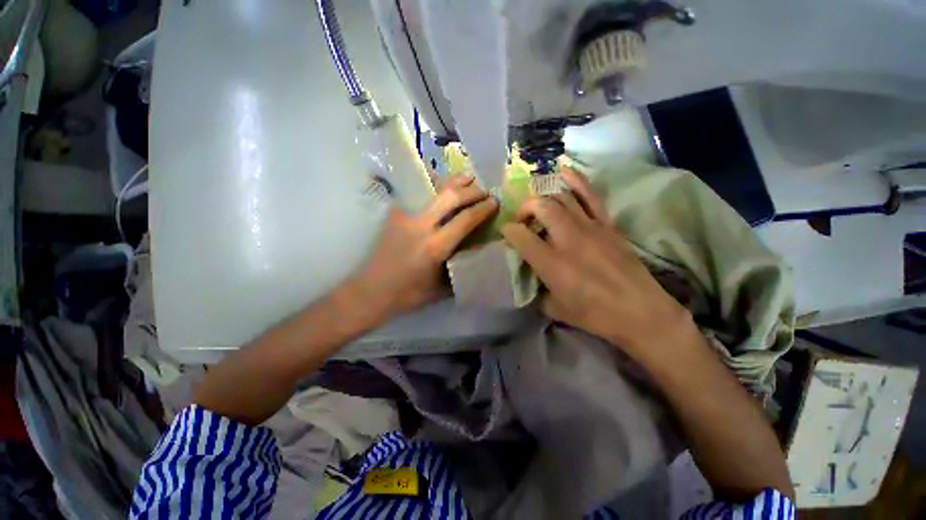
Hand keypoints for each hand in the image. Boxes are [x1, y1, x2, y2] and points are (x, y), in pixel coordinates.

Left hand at [347, 174, 497, 320]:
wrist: (371, 291)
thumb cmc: (408, 295)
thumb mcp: (441, 288)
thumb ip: (460, 269)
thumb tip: (478, 256)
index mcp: (435, 247)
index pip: (465, 220)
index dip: (483, 208)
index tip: (495, 202)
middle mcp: (420, 226)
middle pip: (451, 198)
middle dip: (472, 190)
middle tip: (485, 190)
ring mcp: (405, 217)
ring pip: (433, 190)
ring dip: (454, 182)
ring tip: (468, 176)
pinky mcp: (394, 215)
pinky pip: (419, 195)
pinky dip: (434, 187)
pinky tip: (441, 186)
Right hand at [500, 169, 693, 355]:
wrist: (640, 312)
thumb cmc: (594, 315)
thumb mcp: (554, 308)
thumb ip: (537, 288)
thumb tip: (531, 273)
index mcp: (552, 264)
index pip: (520, 236)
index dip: (508, 231)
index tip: (507, 233)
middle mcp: (568, 240)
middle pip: (541, 207)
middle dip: (526, 208)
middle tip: (523, 219)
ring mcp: (590, 228)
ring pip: (562, 198)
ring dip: (545, 196)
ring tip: (539, 203)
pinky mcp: (607, 224)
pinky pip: (590, 195)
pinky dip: (576, 181)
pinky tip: (564, 172)